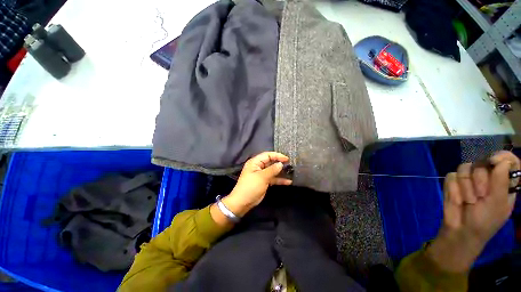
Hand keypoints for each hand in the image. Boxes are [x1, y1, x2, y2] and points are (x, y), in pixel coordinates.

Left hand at [222, 152, 291, 216]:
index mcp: (255, 162)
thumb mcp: (261, 177)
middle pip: (271, 162)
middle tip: (290, 164)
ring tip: (291, 171)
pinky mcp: (264, 181)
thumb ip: (272, 170)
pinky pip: (273, 178)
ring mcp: (262, 174)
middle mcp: (258, 166)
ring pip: (273, 170)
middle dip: (280, 163)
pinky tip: (288, 181)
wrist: (243, 202)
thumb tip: (281, 164)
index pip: (267, 155)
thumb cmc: (251, 187)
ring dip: (281, 171)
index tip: (287, 159)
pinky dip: (280, 180)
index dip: (277, 155)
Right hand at [427, 151, 519, 272]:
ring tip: (468, 201)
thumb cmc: (485, 221)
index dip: (501, 157)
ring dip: (466, 186)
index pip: (507, 160)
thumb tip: (501, 160)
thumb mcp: (498, 204)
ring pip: (464, 168)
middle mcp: (486, 176)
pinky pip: (451, 176)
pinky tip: (458, 199)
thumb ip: (502, 182)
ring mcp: (468, 179)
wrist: (461, 230)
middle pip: (482, 162)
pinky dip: (454, 189)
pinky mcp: (453, 182)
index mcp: (503, 181)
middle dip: (480, 180)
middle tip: (481, 196)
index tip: (494, 161)